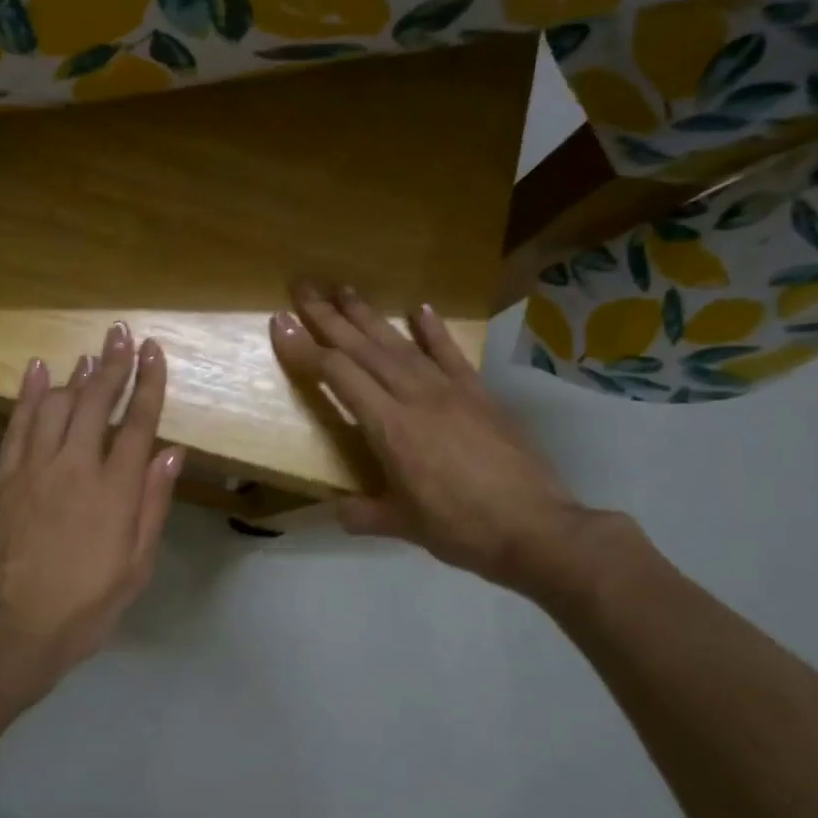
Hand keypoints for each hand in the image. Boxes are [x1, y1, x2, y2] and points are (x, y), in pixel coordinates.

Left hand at [0, 322, 183, 712]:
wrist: (14, 628)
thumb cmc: (86, 604)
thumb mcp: (136, 565)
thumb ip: (153, 504)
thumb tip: (171, 452)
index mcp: (115, 491)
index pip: (137, 423)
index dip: (148, 383)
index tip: (153, 351)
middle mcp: (75, 467)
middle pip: (95, 402)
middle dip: (112, 364)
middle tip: (122, 333)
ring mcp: (35, 468)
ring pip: (56, 404)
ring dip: (75, 374)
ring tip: (90, 354)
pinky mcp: (4, 477)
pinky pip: (17, 424)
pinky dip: (29, 393)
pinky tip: (38, 370)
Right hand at [269, 282, 589, 594]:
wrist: (537, 529)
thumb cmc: (461, 528)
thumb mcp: (402, 526)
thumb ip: (363, 514)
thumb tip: (336, 510)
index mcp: (390, 428)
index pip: (338, 376)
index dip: (305, 348)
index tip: (281, 322)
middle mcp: (415, 397)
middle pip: (364, 348)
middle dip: (329, 317)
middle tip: (303, 288)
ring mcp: (451, 391)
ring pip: (400, 344)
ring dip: (369, 315)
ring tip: (344, 289)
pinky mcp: (480, 395)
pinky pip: (451, 354)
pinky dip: (433, 330)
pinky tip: (419, 308)